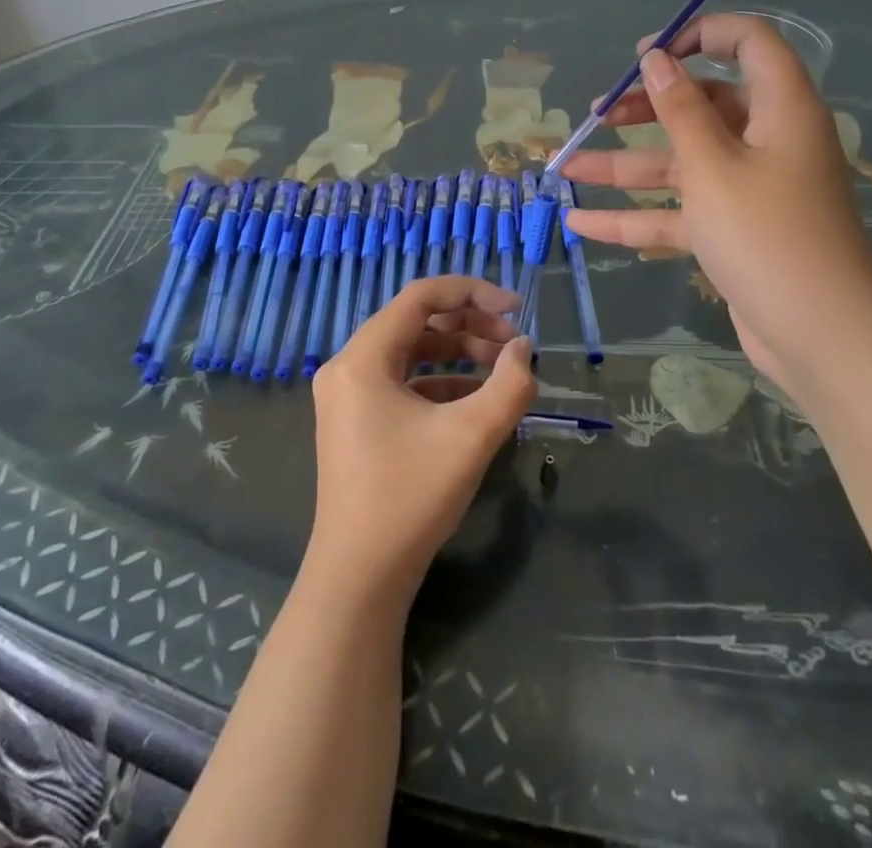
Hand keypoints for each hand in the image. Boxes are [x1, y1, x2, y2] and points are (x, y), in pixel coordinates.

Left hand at [305, 276, 535, 601]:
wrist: (360, 579)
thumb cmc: (410, 496)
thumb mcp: (472, 436)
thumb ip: (509, 384)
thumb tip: (523, 349)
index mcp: (363, 357)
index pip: (420, 296)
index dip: (472, 292)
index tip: (515, 309)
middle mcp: (348, 367)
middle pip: (416, 321)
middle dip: (469, 324)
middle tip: (513, 343)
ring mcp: (349, 396)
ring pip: (411, 352)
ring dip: (458, 352)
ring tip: (502, 368)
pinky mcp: (357, 422)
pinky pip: (403, 383)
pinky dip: (441, 382)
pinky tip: (476, 400)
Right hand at [562, 13, 871, 386]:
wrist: (822, 338)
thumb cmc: (767, 235)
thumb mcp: (712, 166)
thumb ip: (679, 109)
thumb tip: (656, 59)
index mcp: (780, 108)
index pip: (749, 43)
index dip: (700, 35)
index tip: (647, 54)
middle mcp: (768, 140)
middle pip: (704, 104)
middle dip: (646, 107)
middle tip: (597, 112)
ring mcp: (751, 189)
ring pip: (683, 163)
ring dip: (626, 167)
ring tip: (568, 165)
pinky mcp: (736, 231)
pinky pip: (682, 211)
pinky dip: (637, 216)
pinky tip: (583, 223)